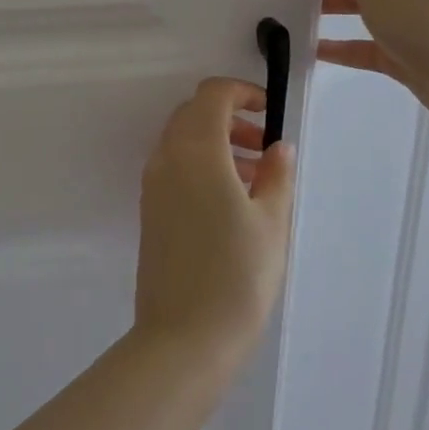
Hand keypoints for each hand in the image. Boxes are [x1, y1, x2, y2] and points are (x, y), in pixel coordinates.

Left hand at [133, 78, 296, 368]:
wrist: (184, 337)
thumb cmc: (237, 276)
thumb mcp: (272, 222)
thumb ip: (277, 175)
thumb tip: (278, 146)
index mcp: (196, 150)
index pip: (211, 95)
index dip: (241, 92)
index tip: (268, 113)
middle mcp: (167, 158)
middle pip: (193, 114)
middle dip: (229, 117)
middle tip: (264, 147)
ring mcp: (153, 184)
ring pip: (182, 140)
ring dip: (215, 142)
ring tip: (256, 177)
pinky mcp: (150, 209)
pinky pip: (174, 167)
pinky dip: (200, 164)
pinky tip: (230, 199)